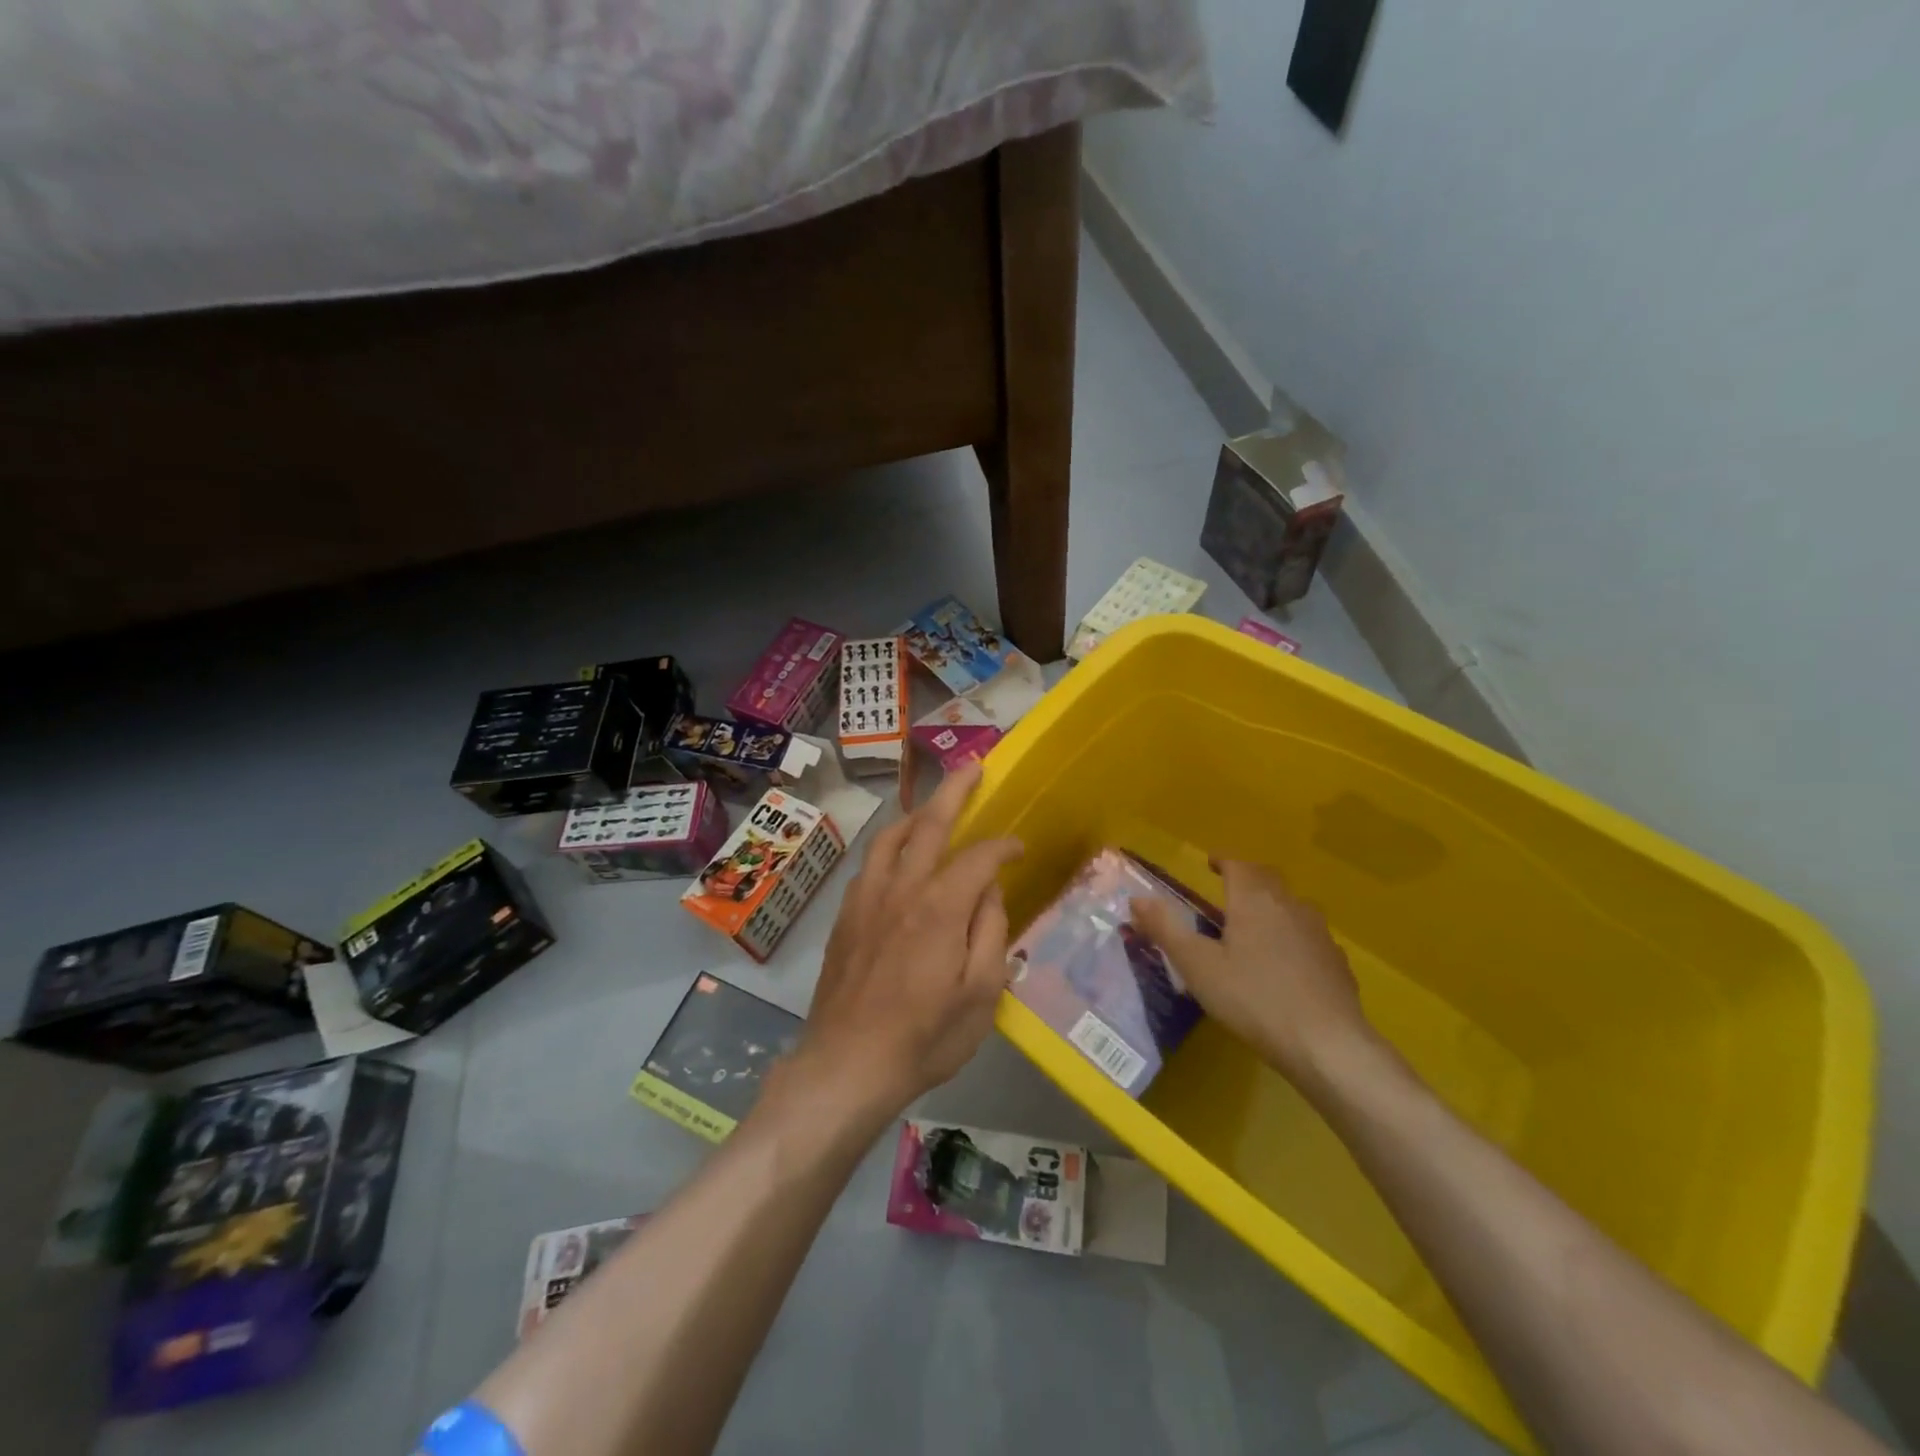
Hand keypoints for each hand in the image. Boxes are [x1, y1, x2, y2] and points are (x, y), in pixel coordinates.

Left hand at [789, 761, 1022, 1119]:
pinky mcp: (846, 915)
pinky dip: (890, 846)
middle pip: (929, 824)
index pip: (979, 856)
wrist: (847, 1064)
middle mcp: (901, 888)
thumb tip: (990, 891)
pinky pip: (870, 863)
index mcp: (940, 907)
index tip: (1019, 848)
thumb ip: (990, 933)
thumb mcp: (981, 995)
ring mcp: (867, 898)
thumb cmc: (924, 1037)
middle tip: (972, 767)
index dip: (1003, 845)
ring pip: (891, 837)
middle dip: (954, 791)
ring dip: (916, 814)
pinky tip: (898, 858)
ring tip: (933, 808)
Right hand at [1130, 860, 1377, 1093]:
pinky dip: (1294, 937)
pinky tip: (1288, 963)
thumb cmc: (1253, 998)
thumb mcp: (1197, 965)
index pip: (1238, 865)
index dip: (1223, 860)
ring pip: (1293, 906)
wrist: (1327, 1045)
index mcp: (1253, 900)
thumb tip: (1137, 899)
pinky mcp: (1337, 963)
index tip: (1210, 862)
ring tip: (1256, 924)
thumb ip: (1166, 929)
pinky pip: (1310, 938)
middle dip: (1248, 878)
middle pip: (1268, 879)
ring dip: (1273, 906)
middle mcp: (1289, 906)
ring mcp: (1319, 934)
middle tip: (1229, 888)